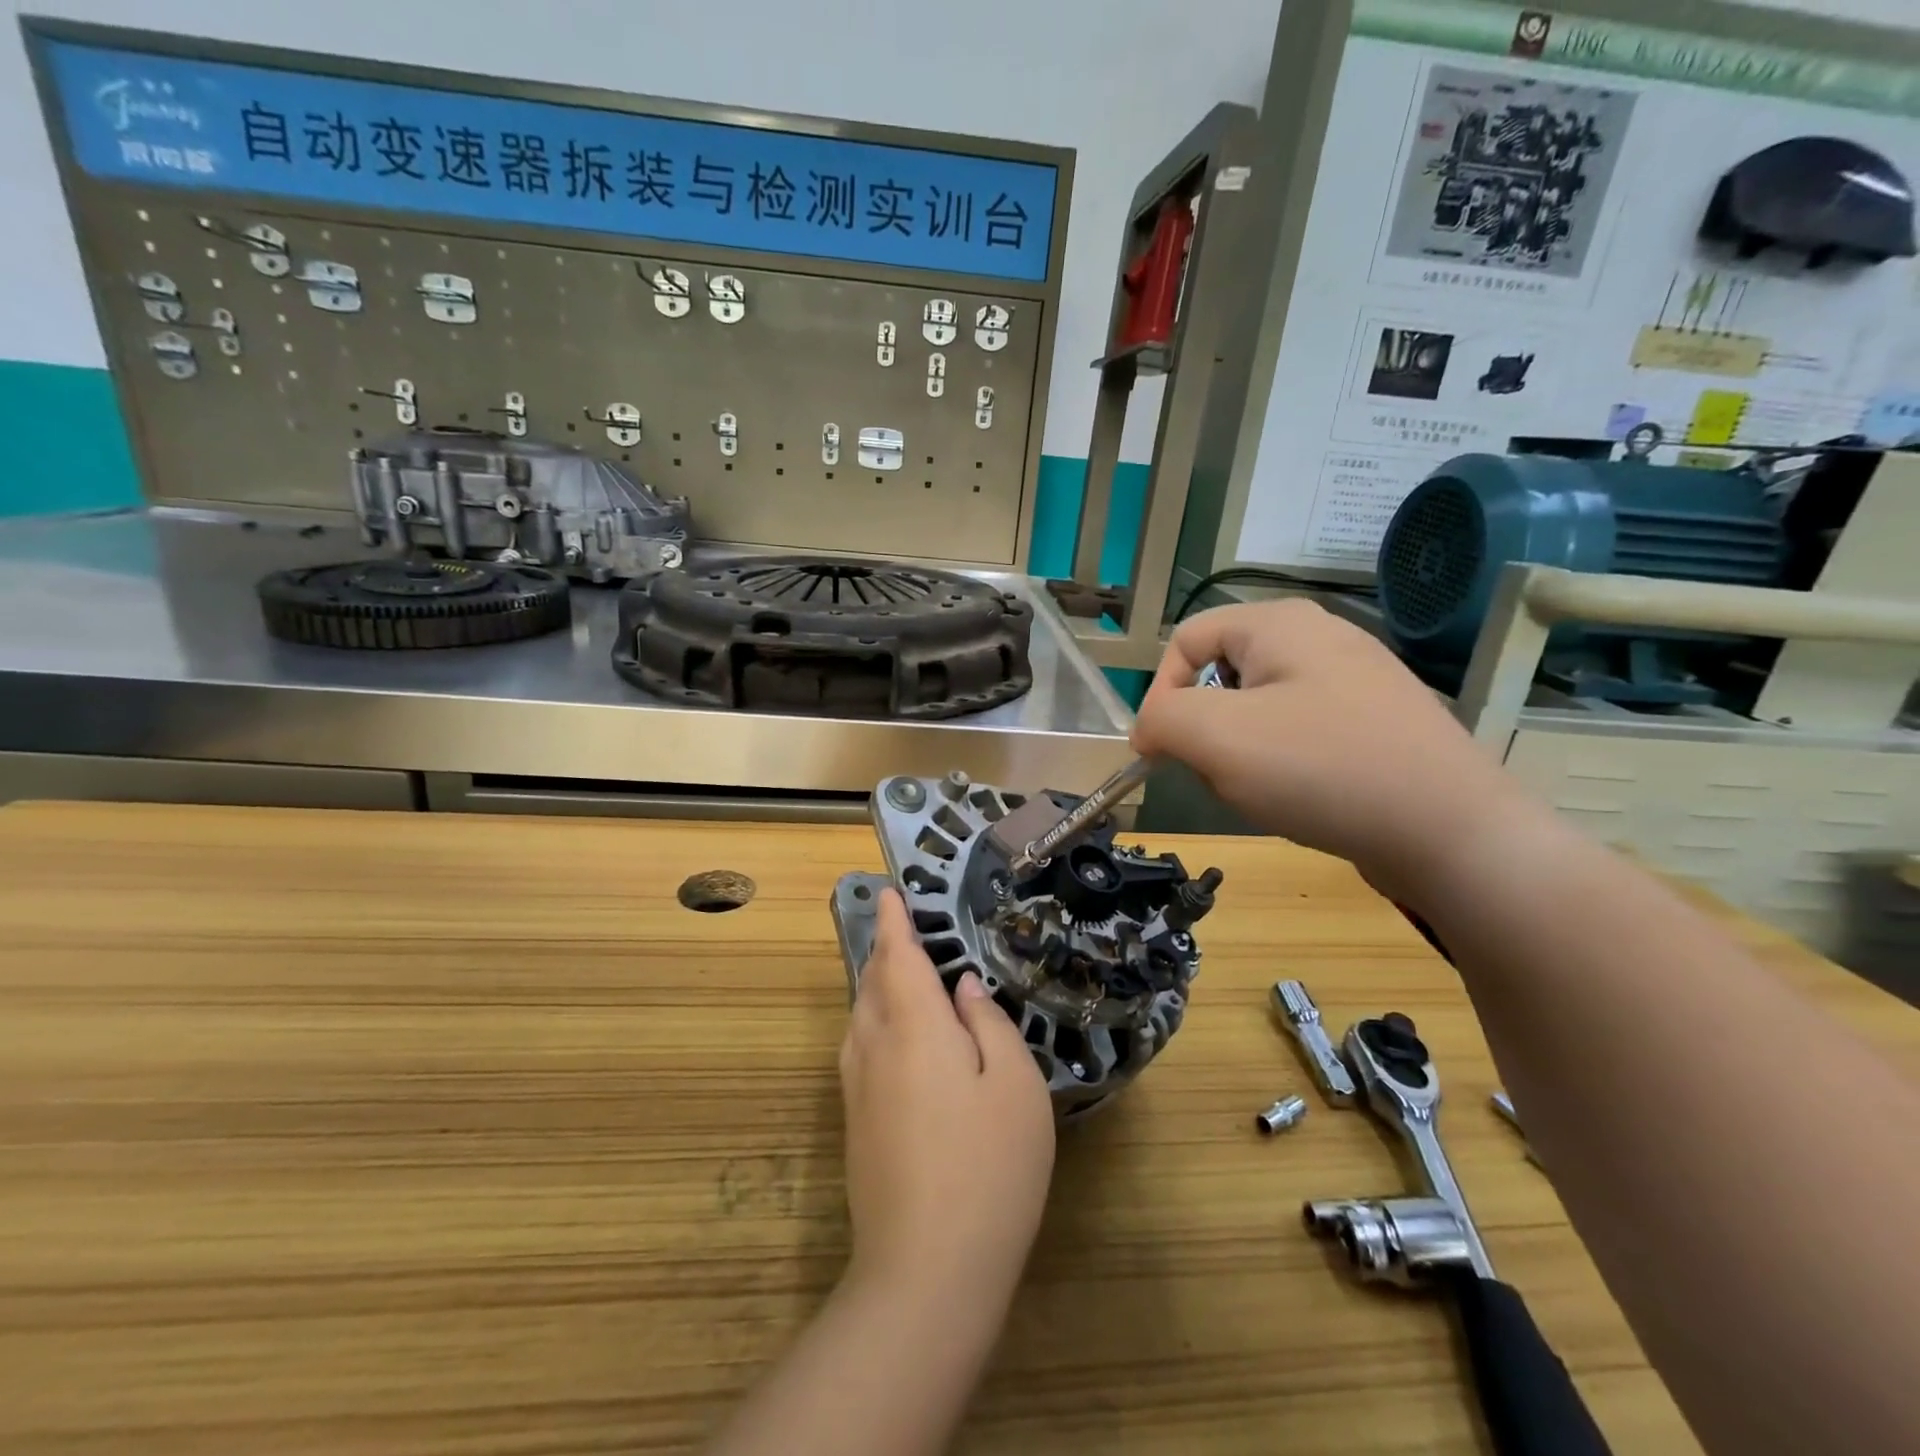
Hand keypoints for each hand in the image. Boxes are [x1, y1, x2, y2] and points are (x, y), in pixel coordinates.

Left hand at [840, 890, 1054, 1304]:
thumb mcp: (1014, 1085)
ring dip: (877, 985)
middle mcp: (874, 1045)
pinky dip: (875, 1020)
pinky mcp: (854, 1122)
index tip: (890, 893)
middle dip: (886, 950)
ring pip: (861, 1015)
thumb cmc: (987, 1167)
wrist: (926, 1272)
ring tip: (901, 974)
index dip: (894, 921)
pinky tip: (896, 1037)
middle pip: (873, 981)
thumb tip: (964, 988)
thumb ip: (988, 1024)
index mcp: (913, 1026)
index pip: (898, 956)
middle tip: (904, 929)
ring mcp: (857, 1087)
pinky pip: (860, 1047)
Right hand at [1131, 598, 1536, 893]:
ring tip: (1266, 789)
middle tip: (1220, 772)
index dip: (1160, 694)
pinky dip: (1284, 763)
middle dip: (1206, 728)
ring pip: (1258, 708)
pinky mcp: (1377, 720)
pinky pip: (1301, 730)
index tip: (1159, 752)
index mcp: (1279, 622)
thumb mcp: (1217, 738)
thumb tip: (1150, 728)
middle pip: (1222, 675)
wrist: (1451, 831)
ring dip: (1242, 751)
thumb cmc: (1321, 769)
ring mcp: (1355, 678)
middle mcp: (1320, 636)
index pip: (1185, 641)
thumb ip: (1162, 719)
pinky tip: (1304, 796)